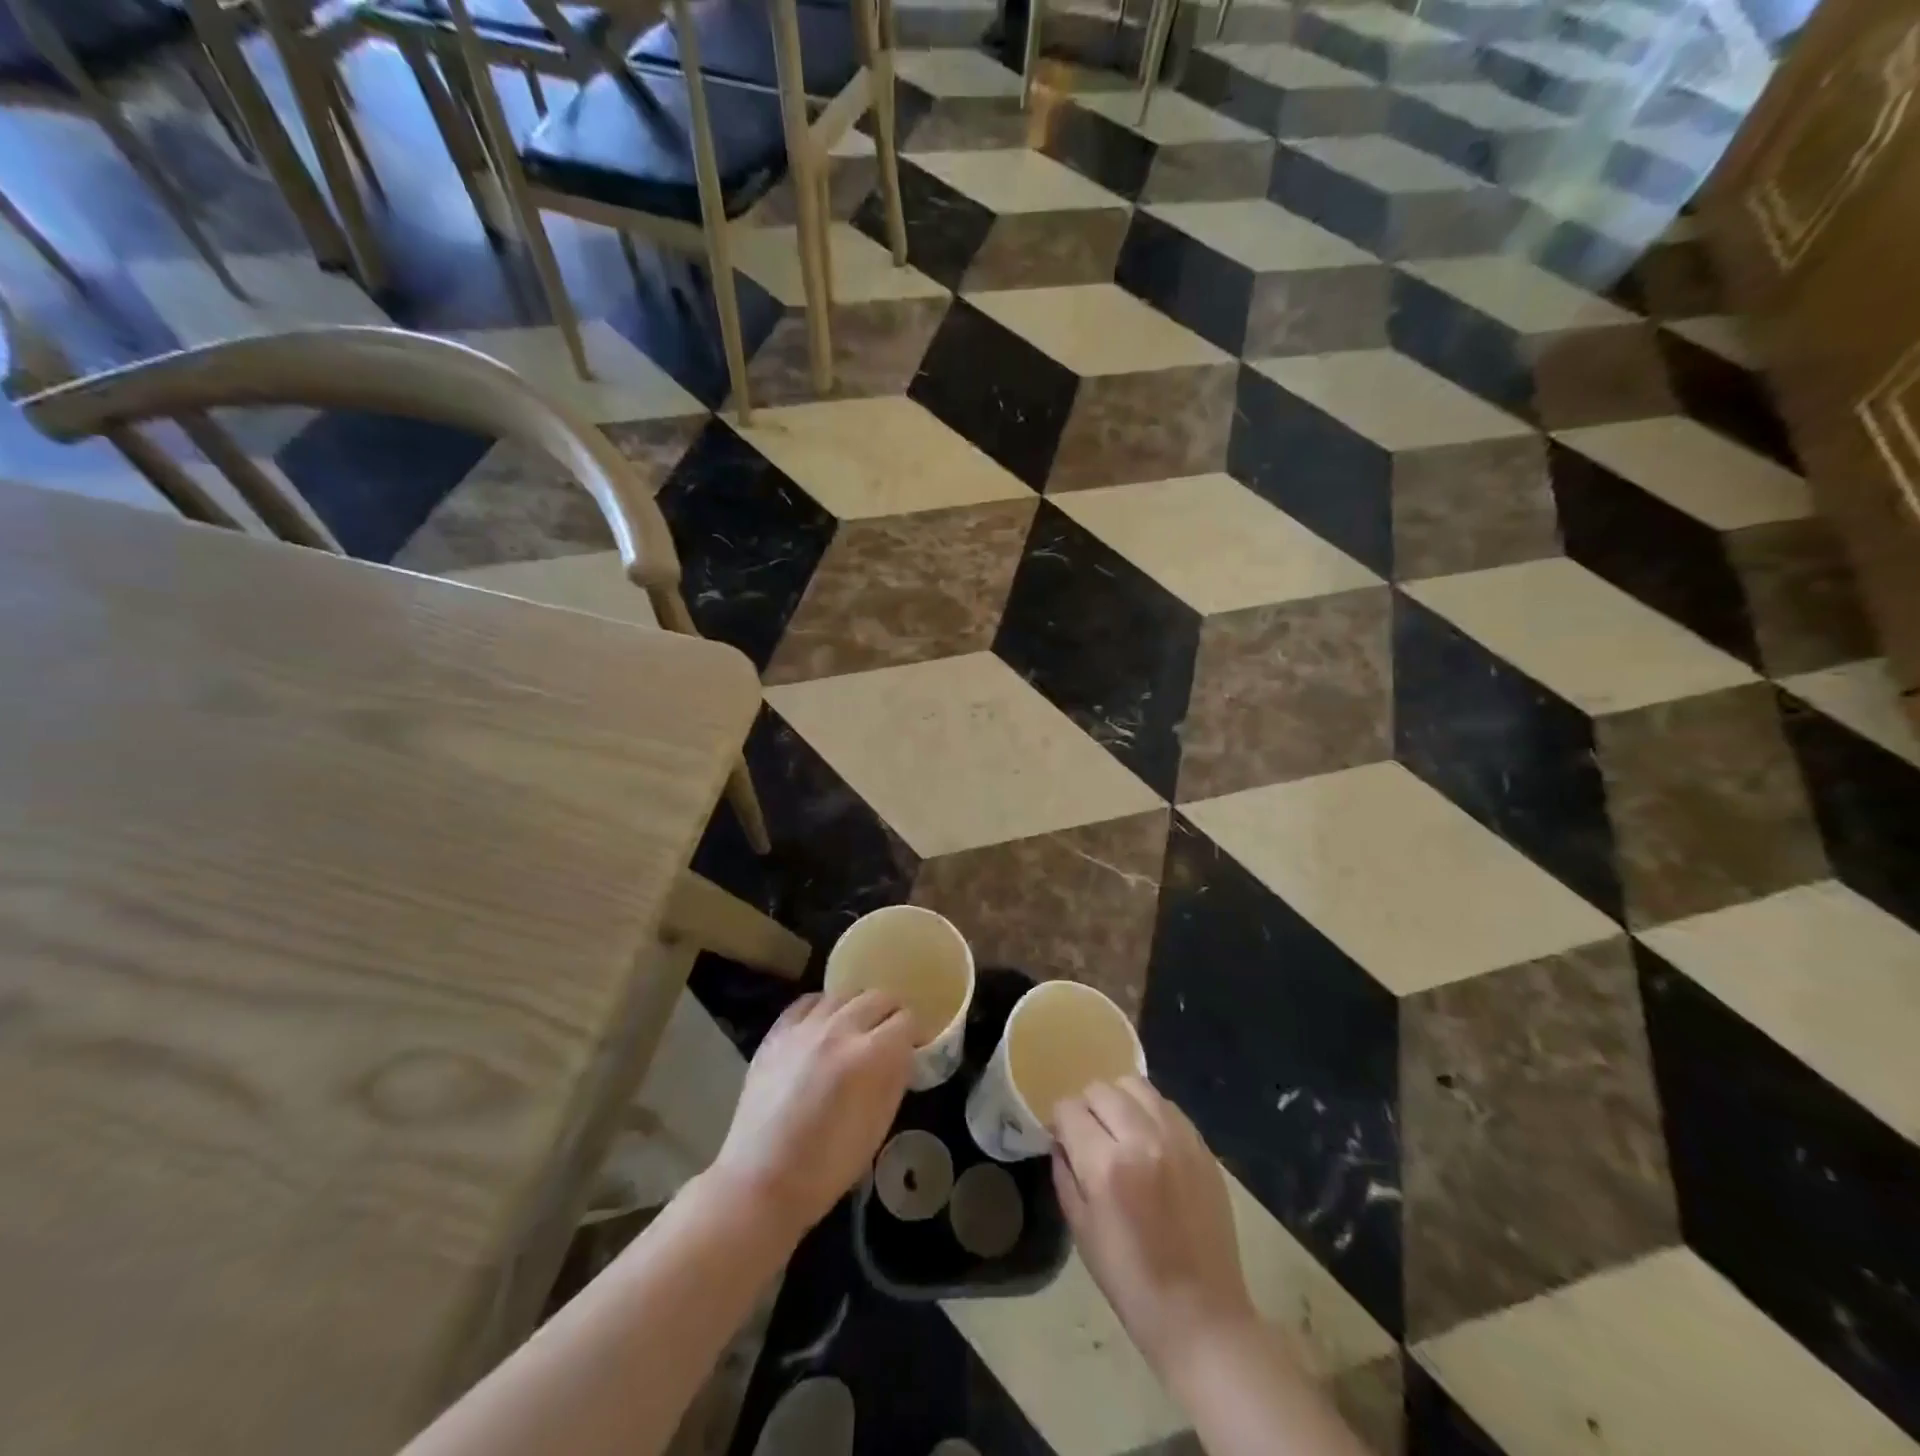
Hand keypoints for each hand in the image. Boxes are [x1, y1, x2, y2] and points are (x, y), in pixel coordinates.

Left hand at [710, 991, 915, 1244]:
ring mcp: (805, 1027)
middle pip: (878, 997)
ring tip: (856, 1030)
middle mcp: (840, 1029)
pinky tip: (823, 1026)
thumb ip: (894, 1080)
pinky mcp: (777, 1032)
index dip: (915, 1034)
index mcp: (871, 1055)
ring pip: (844, 995)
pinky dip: (823, 1008)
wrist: (762, 1180)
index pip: (907, 1021)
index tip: (914, 1048)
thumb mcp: (878, 1126)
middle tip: (890, 1036)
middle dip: (891, 1014)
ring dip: (857, 1008)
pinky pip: (808, 1002)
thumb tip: (903, 1055)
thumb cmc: (827, 1166)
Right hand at [1053, 1077, 1259, 1381]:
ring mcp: (1177, 1138)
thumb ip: (1065, 1173)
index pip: (1069, 1108)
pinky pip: (1166, 1104)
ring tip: (1120, 1130)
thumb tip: (1060, 1139)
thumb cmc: (1131, 1281)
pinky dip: (1149, 1111)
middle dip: (1086, 1107)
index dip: (1060, 1121)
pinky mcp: (1202, 1145)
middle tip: (1090, 1135)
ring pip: (1135, 1085)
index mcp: (1107, 1165)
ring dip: (1119, 1100)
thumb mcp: (1081, 1230)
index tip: (1062, 1138)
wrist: (1201, 1313)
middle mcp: (1142, 1138)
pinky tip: (1149, 1140)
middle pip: (1100, 1089)